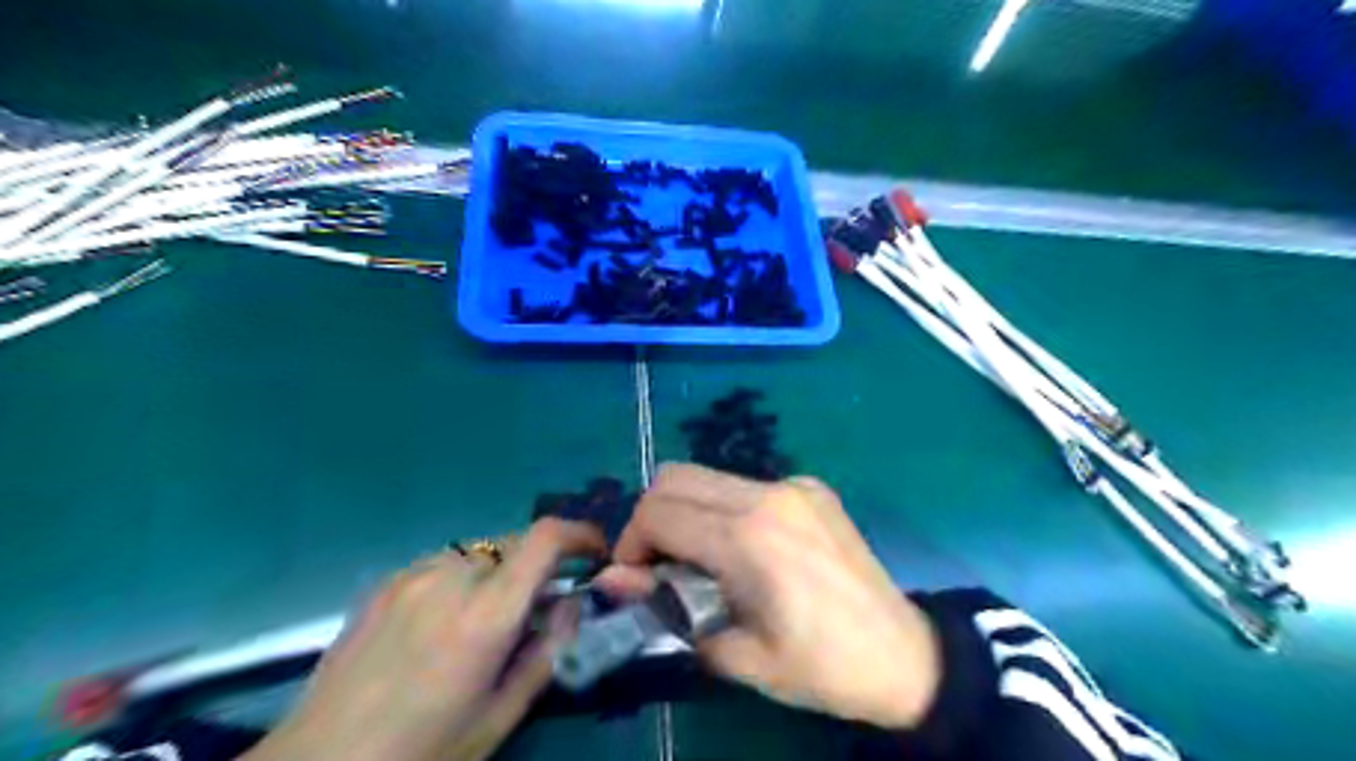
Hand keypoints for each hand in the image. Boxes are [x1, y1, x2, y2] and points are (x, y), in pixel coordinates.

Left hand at [240, 521, 603, 760]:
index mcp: (486, 614)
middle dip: (539, 566)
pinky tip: (441, 624)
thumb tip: (570, 603)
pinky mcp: (386, 581)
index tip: (595, 553)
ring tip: (483, 622)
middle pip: (516, 544)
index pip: (546, 538)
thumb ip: (548, 650)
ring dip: (499, 574)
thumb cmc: (422, 752)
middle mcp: (452, 577)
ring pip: (481, 553)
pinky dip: (463, 580)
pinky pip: (445, 564)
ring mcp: (413, 574)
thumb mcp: (501, 715)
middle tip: (536, 610)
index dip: (580, 533)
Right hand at [596, 460, 938, 728]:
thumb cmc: (819, 667)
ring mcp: (792, 484)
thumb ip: (667, 609)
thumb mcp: (737, 654)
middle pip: (675, 477)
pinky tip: (746, 549)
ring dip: (688, 510)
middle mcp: (767, 494)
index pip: (658, 512)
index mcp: (748, 538)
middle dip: (652, 518)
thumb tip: (612, 579)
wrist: (903, 654)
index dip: (631, 543)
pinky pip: (745, 485)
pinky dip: (724, 509)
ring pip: (708, 476)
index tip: (637, 578)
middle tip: (661, 565)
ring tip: (702, 559)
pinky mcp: (810, 486)